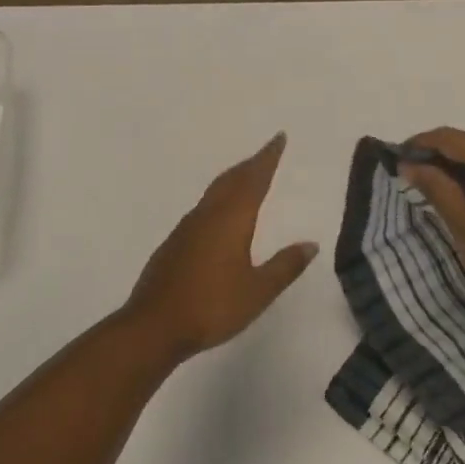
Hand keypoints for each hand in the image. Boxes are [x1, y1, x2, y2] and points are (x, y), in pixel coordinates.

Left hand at [124, 133, 318, 362]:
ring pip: (214, 192)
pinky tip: (219, 215)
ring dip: (233, 180)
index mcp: (231, 219)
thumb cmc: (211, 306)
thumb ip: (285, 266)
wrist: (153, 325)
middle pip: (232, 179)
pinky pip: (202, 209)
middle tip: (266, 153)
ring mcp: (186, 228)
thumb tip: (310, 244)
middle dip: (251, 164)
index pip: (254, 179)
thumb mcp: (257, 291)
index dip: (268, 158)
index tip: (278, 138)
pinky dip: (218, 199)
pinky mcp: (174, 243)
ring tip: (246, 178)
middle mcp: (208, 215)